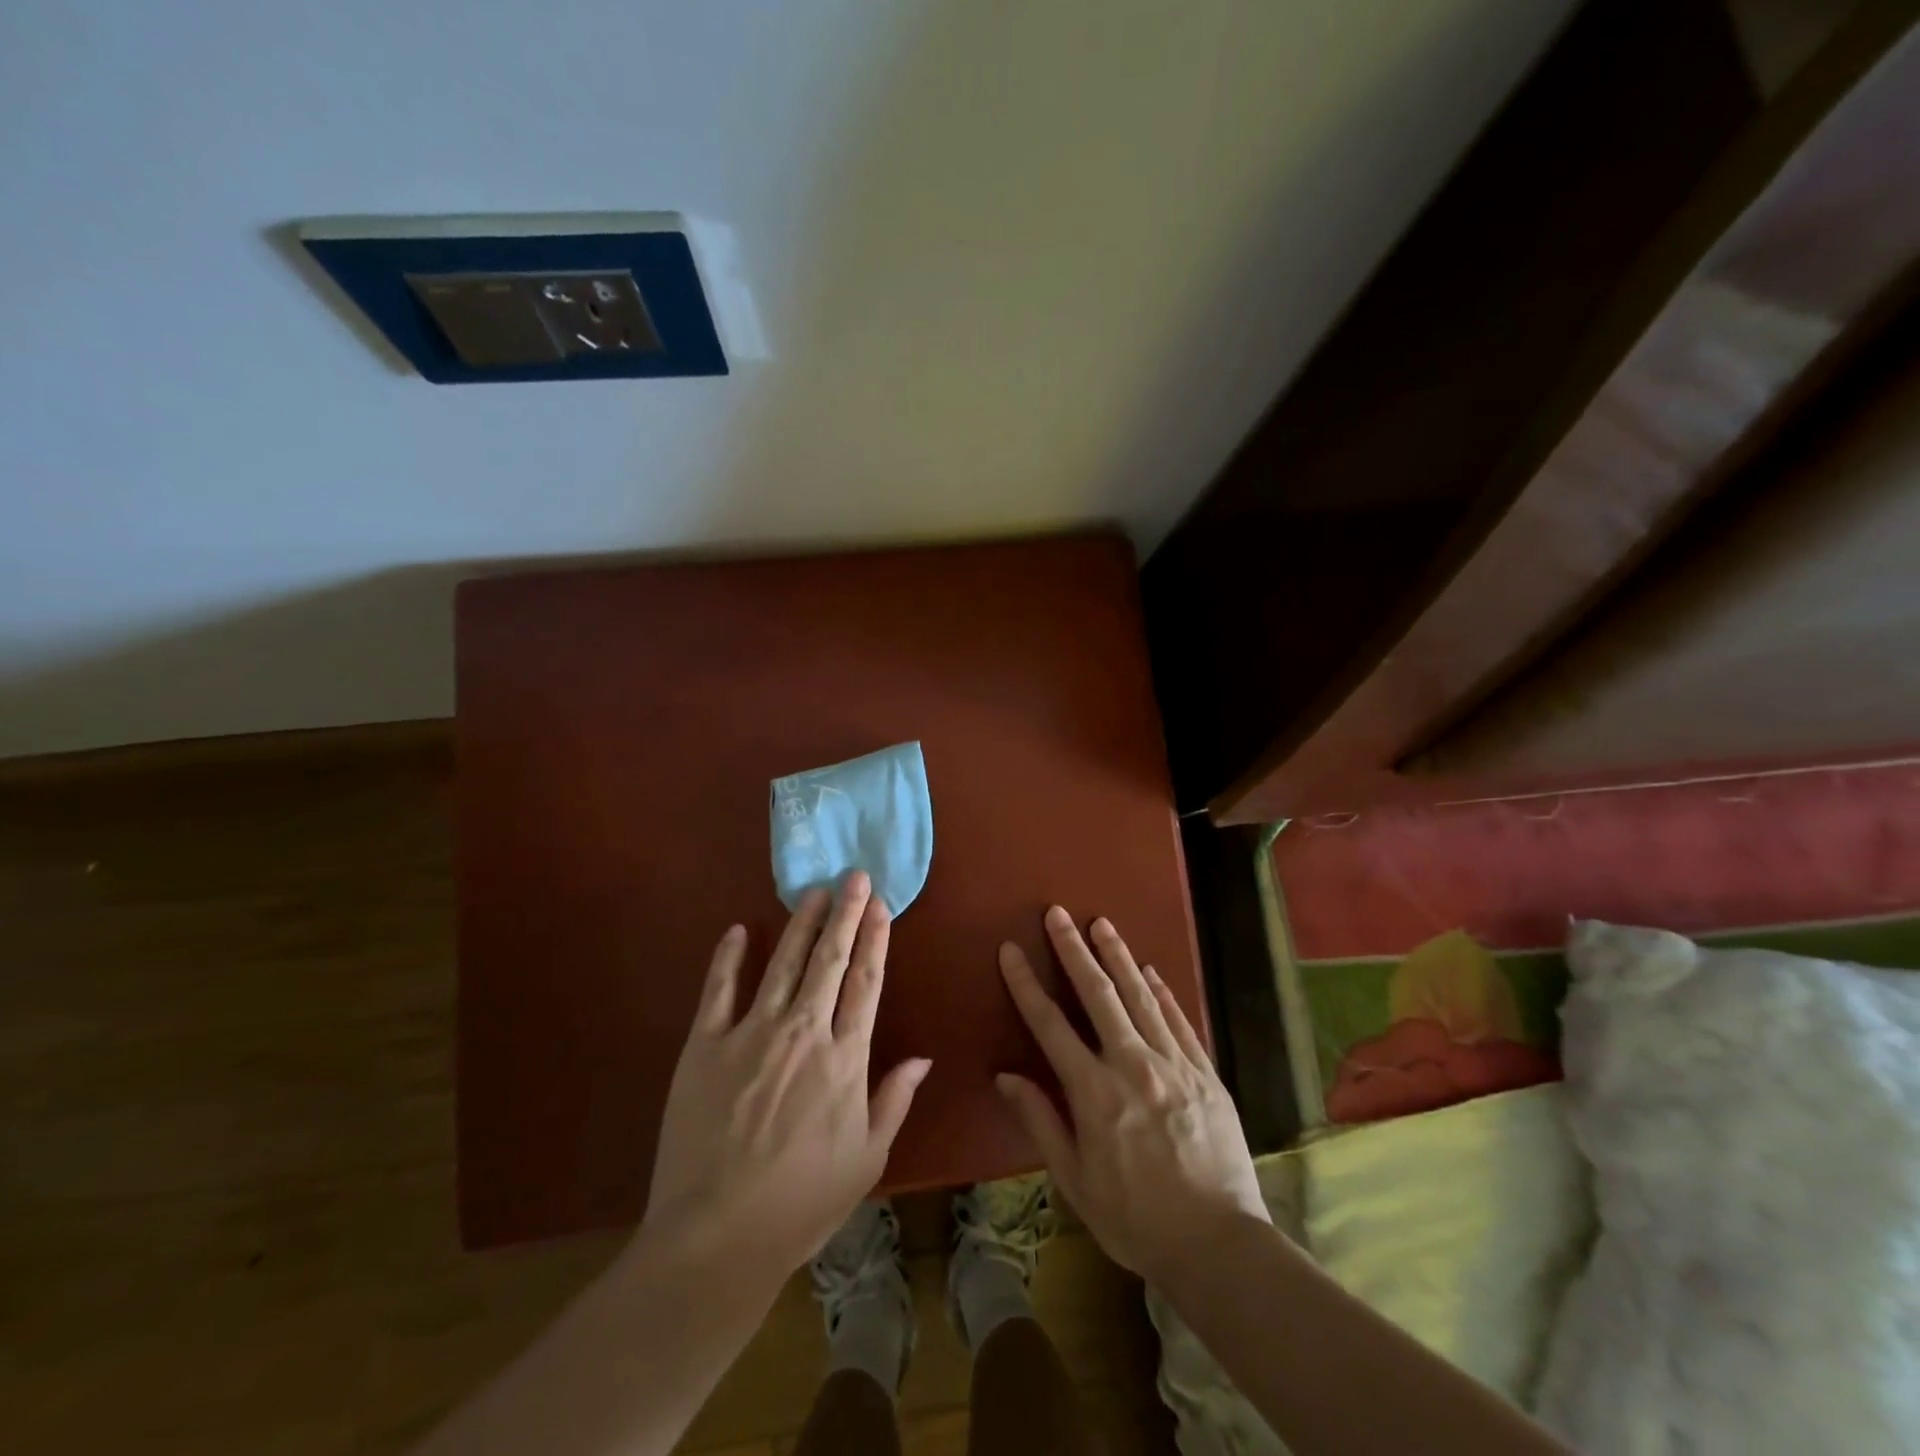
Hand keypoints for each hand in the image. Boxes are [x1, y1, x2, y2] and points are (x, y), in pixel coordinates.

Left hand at [634, 872, 930, 1286]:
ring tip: (813, 891)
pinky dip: (728, 957)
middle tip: (853, 876)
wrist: (716, 1238)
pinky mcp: (703, 1046)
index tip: (880, 904)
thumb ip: (894, 1100)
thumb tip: (923, 1056)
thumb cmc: (802, 1203)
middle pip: (829, 960)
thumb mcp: (866, 1159)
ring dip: (800, 923)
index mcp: (843, 1058)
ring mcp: (750, 1034)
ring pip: (782, 963)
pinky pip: (718, 990)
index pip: (866, 982)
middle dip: (844, 914)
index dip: (874, 939)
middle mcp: (801, 1032)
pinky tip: (739, 930)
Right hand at [996, 907, 1269, 1282]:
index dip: (1026, 984)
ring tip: (1102, 923)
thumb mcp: (1075, 1181)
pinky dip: (1163, 992)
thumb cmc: (1135, 1219)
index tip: (1011, 951)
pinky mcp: (1206, 1073)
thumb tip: (1006, 1076)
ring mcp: (1174, 1064)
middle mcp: (1132, 1065)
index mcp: (1094, 1093)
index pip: (1050, 1024)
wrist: (1219, 1245)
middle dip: (1074, 949)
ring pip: (1141, 996)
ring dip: (1118, 956)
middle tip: (1058, 913)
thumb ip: (1041, 1121)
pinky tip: (1151, 970)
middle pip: (1098, 994)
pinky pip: (1180, 1021)